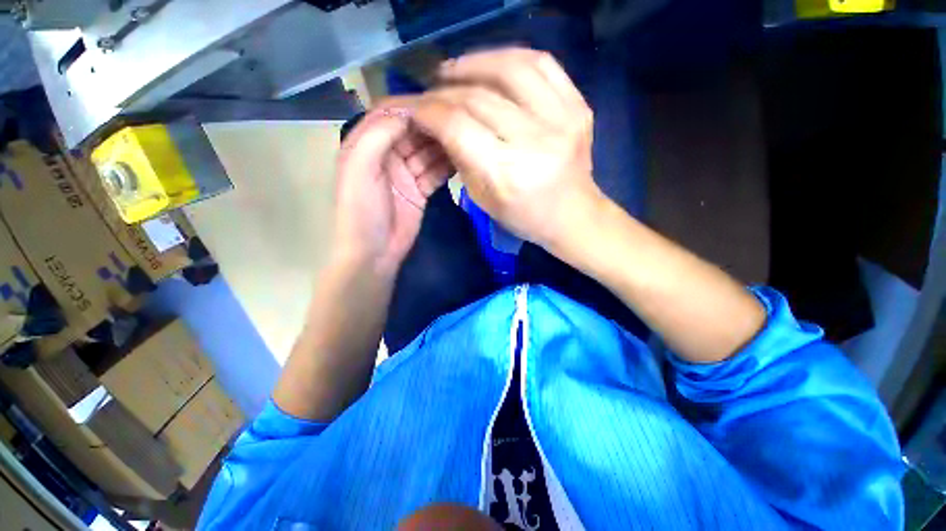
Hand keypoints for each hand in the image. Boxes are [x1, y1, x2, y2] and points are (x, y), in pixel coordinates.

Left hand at [333, 100, 452, 273]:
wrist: (374, 252)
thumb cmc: (361, 210)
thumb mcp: (359, 167)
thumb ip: (378, 135)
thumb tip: (408, 111)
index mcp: (366, 145)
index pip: (390, 116)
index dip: (412, 107)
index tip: (438, 101)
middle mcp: (386, 155)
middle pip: (413, 133)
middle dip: (433, 125)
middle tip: (460, 118)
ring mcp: (405, 174)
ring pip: (427, 152)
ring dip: (444, 145)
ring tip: (466, 136)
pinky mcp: (420, 191)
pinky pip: (435, 173)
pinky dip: (447, 167)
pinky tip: (462, 159)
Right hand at [411, 48, 605, 251]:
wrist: (573, 215)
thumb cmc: (524, 216)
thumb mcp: (482, 198)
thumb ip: (459, 158)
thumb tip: (439, 122)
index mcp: (507, 174)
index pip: (458, 126)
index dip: (430, 110)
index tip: (415, 107)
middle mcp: (534, 142)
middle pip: (478, 97)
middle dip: (445, 90)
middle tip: (431, 90)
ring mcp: (562, 119)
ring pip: (510, 68)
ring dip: (474, 63)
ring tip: (454, 70)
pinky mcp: (578, 106)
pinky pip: (542, 63)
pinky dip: (510, 57)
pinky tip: (491, 65)